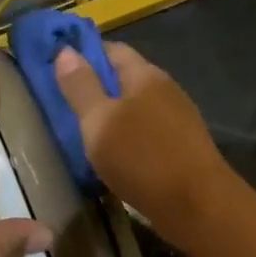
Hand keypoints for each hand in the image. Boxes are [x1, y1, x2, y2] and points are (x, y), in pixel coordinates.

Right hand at [54, 41, 234, 247]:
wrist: (198, 206)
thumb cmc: (143, 159)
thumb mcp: (99, 122)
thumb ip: (81, 87)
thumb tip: (66, 50)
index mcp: (146, 76)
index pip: (112, 50)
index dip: (84, 54)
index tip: (57, 68)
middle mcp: (166, 90)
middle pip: (126, 79)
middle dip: (98, 88)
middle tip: (64, 105)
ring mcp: (178, 120)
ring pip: (138, 109)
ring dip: (113, 117)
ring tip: (85, 133)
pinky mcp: (183, 149)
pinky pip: (148, 134)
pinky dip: (129, 140)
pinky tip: (115, 157)